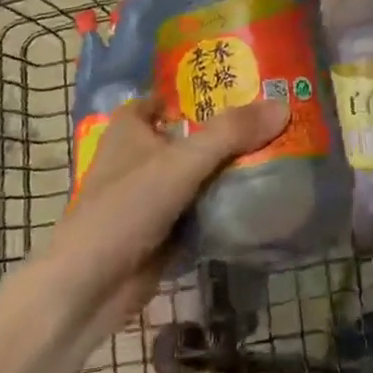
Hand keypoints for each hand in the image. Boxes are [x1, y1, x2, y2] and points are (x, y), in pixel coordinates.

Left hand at [50, 96, 289, 311]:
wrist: (89, 289)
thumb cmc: (125, 209)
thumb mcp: (181, 161)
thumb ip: (231, 133)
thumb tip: (282, 106)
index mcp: (131, 129)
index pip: (163, 98)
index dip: (194, 90)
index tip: (237, 84)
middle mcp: (141, 157)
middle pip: (191, 134)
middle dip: (226, 129)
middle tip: (274, 116)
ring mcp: (153, 196)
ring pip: (200, 172)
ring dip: (230, 166)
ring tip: (279, 148)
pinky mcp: (166, 230)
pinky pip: (204, 207)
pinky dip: (226, 202)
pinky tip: (264, 194)